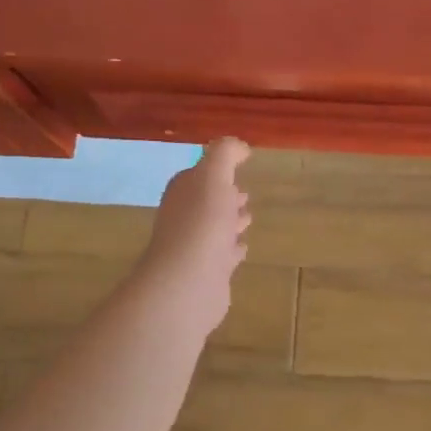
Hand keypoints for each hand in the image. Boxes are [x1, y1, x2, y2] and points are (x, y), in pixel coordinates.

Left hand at [136, 138, 252, 332]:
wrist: (189, 283)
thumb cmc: (202, 224)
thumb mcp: (214, 177)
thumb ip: (225, 154)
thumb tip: (239, 147)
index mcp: (183, 192)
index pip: (197, 175)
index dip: (216, 171)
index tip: (238, 168)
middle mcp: (183, 218)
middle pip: (206, 202)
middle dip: (224, 196)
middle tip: (244, 195)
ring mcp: (193, 247)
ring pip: (215, 228)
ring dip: (230, 222)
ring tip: (247, 218)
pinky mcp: (206, 274)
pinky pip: (222, 255)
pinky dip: (232, 249)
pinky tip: (242, 248)